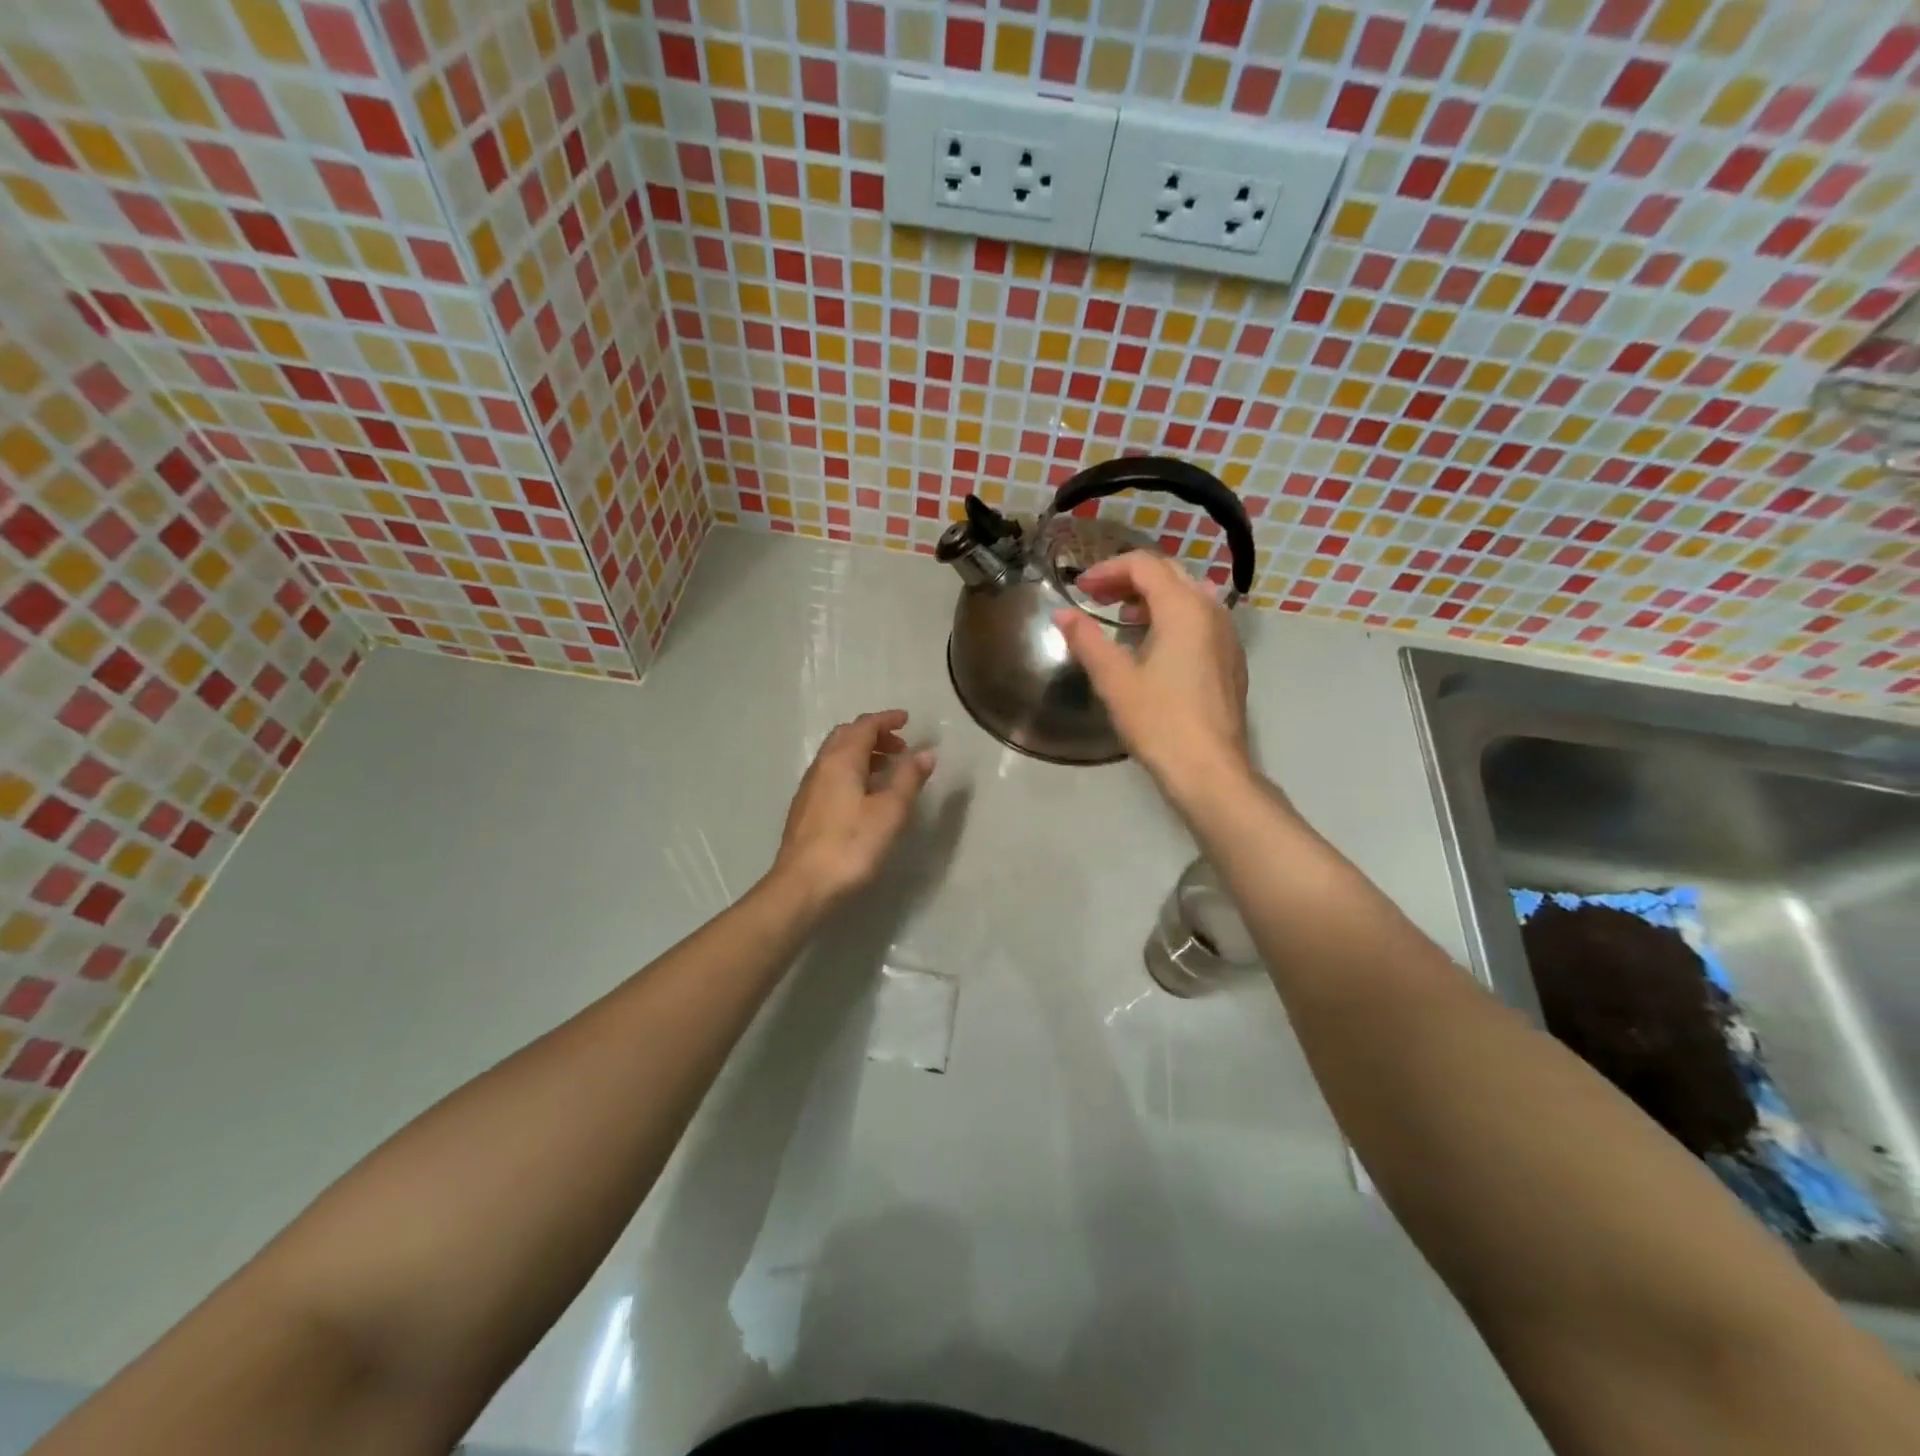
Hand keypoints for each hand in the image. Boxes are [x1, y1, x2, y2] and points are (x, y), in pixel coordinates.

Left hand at [769, 709, 935, 909]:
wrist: (802, 887)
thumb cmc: (851, 846)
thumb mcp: (890, 812)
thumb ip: (908, 779)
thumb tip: (925, 753)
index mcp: (841, 760)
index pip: (864, 726)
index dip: (886, 720)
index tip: (907, 720)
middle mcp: (821, 767)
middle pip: (846, 736)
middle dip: (874, 734)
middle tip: (900, 746)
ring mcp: (809, 789)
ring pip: (836, 756)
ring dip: (863, 753)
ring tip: (888, 769)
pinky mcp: (806, 810)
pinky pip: (831, 775)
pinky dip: (852, 771)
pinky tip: (865, 795)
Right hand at [1054, 552, 1249, 800]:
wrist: (1209, 768)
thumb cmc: (1159, 721)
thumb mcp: (1114, 679)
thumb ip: (1087, 639)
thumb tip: (1063, 614)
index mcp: (1183, 608)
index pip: (1144, 565)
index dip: (1108, 570)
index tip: (1080, 589)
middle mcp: (1211, 610)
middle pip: (1169, 573)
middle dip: (1130, 578)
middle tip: (1097, 597)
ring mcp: (1227, 634)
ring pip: (1188, 594)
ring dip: (1153, 596)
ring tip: (1123, 618)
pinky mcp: (1231, 658)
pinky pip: (1201, 618)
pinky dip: (1173, 616)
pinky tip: (1153, 645)